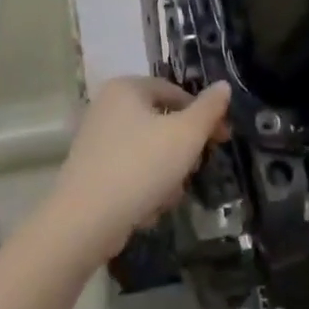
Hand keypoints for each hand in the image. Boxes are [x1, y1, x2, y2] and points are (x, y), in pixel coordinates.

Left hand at [51, 76, 231, 259]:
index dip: (204, 114)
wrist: (85, 221)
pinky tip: (148, 209)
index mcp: (127, 88)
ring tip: (168, 195)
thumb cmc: (140, 167)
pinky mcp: (91, 171)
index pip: (176, 92)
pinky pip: (130, 171)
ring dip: (167, 173)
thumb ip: (209, 109)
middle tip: (194, 169)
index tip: (223, 139)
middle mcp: (107, 107)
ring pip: (149, 151)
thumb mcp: (186, 135)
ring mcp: (96, 140)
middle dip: (183, 150)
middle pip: (162, 122)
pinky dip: (144, 187)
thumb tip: (223, 86)